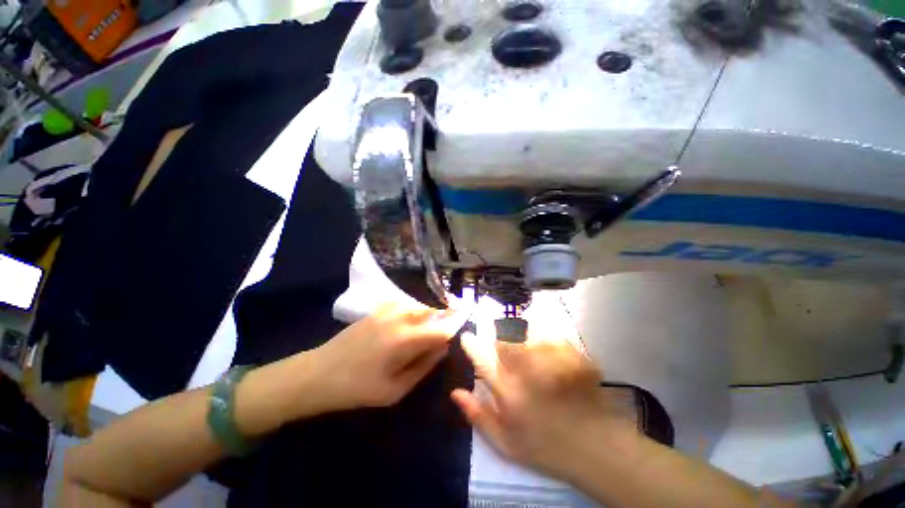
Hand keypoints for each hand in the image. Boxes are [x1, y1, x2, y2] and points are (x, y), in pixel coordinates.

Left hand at [310, 303, 466, 411]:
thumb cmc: (357, 388)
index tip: (460, 332)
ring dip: (428, 313)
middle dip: (444, 318)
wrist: (318, 374)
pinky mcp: (376, 310)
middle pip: (431, 312)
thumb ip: (423, 367)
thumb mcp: (394, 390)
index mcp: (405, 340)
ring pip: (418, 305)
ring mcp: (386, 311)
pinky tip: (410, 320)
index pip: (440, 330)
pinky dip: (412, 309)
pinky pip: (403, 304)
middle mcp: (399, 319)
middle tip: (449, 328)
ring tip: (430, 326)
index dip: (454, 329)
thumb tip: (443, 348)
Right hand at [452, 321, 636, 478]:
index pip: (481, 356)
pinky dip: (542, 340)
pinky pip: (547, 334)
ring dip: (520, 340)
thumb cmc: (546, 447)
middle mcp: (526, 369)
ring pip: (524, 333)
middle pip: (502, 339)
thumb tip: (455, 392)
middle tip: (507, 357)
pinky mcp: (570, 352)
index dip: (471, 343)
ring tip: (531, 358)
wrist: (598, 448)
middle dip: (498, 342)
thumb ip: (477, 416)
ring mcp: (550, 358)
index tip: (467, 337)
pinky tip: (549, 357)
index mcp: (507, 390)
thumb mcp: (506, 443)